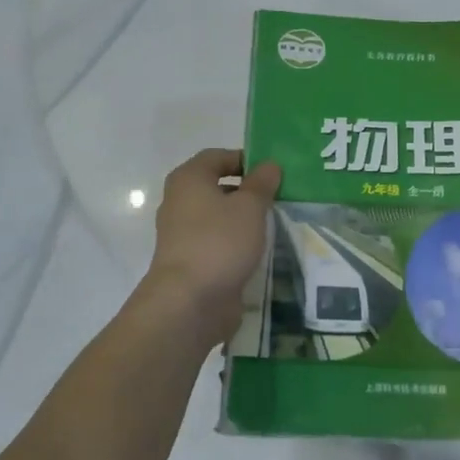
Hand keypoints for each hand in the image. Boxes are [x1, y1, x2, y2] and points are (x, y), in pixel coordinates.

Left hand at [142, 149, 280, 343]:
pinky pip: (218, 243)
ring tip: (276, 225)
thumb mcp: (249, 207)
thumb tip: (269, 165)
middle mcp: (179, 202)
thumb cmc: (219, 242)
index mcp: (188, 179)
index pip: (217, 156)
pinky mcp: (191, 261)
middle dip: (248, 191)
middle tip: (279, 198)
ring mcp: (182, 234)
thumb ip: (262, 183)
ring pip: (218, 218)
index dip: (245, 160)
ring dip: (244, 220)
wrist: (189, 302)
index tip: (273, 173)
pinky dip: (236, 244)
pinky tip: (260, 252)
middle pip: (217, 187)